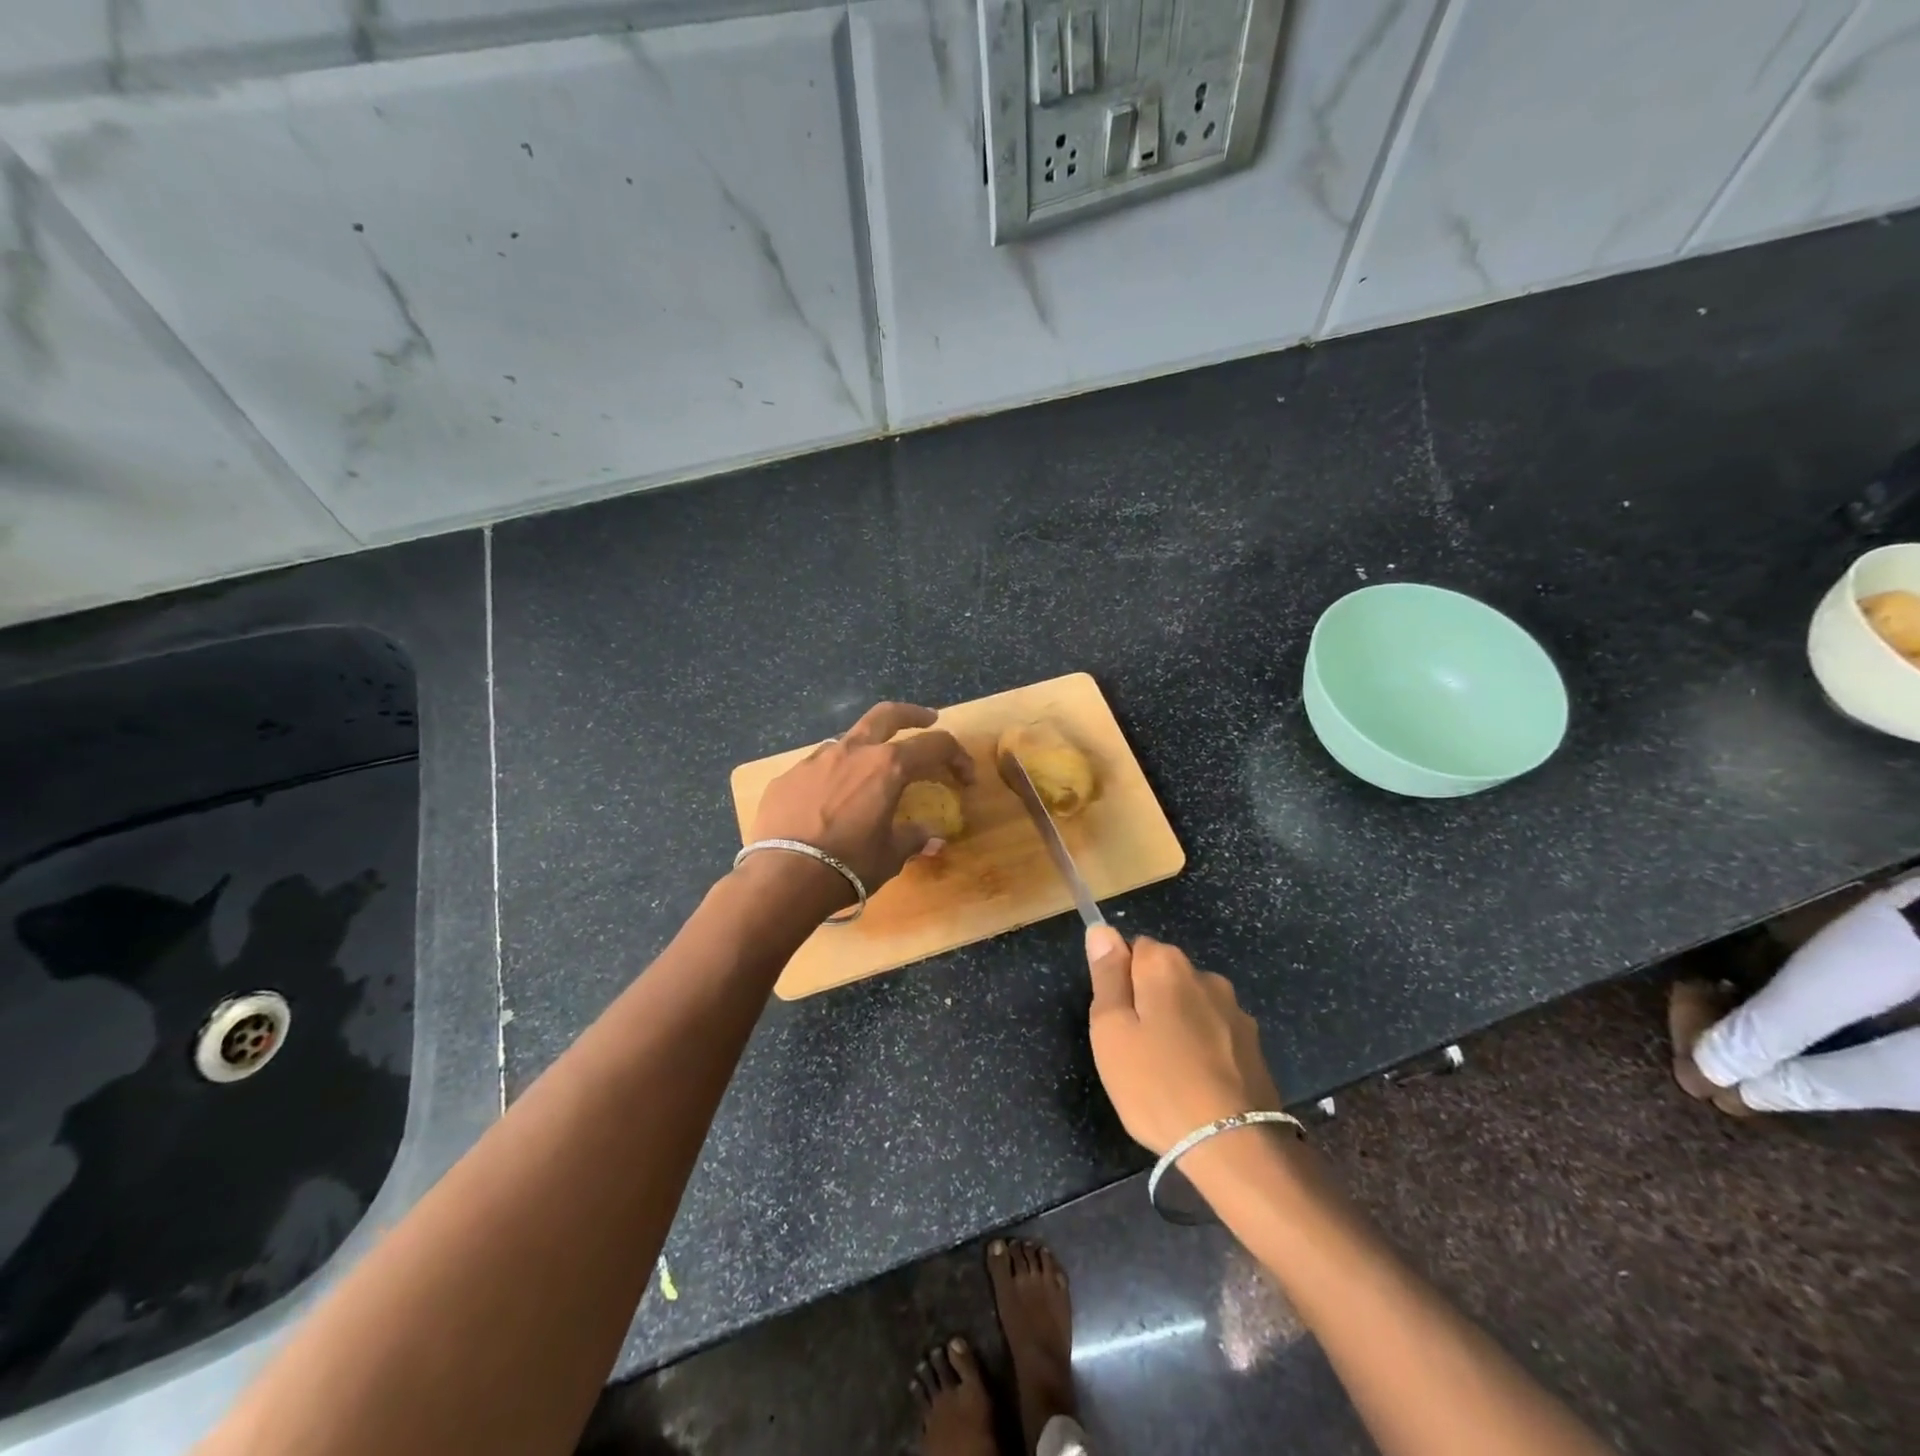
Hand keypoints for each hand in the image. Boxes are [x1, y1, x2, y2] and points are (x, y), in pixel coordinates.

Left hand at [749, 701, 974, 895]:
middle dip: (912, 714)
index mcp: (887, 766)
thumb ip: (913, 839)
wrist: (784, 877)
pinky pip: (816, 768)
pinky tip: (827, 802)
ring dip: (866, 749)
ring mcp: (815, 760)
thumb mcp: (890, 856)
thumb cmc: (849, 865)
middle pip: (887, 715)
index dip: (957, 757)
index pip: (934, 746)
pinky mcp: (787, 777)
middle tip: (926, 719)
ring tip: (870, 773)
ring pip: (847, 740)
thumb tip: (932, 838)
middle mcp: (852, 752)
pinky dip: (831, 777)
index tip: (965, 777)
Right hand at [1084, 928, 1282, 1154]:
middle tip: (1135, 1050)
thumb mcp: (1111, 1029)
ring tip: (1168, 1072)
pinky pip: (1216, 1033)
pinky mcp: (1254, 1045)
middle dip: (1149, 1001)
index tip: (1117, 1021)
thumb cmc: (1156, 1083)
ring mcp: (1235, 1010)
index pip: (1133, 948)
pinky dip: (1204, 1048)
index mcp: (1166, 965)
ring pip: (1191, 1005)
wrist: (1232, 1144)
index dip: (1120, 982)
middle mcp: (1204, 975)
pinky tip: (1198, 1084)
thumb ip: (1107, 975)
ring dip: (1178, 1024)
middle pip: (1164, 976)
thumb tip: (1101, 930)